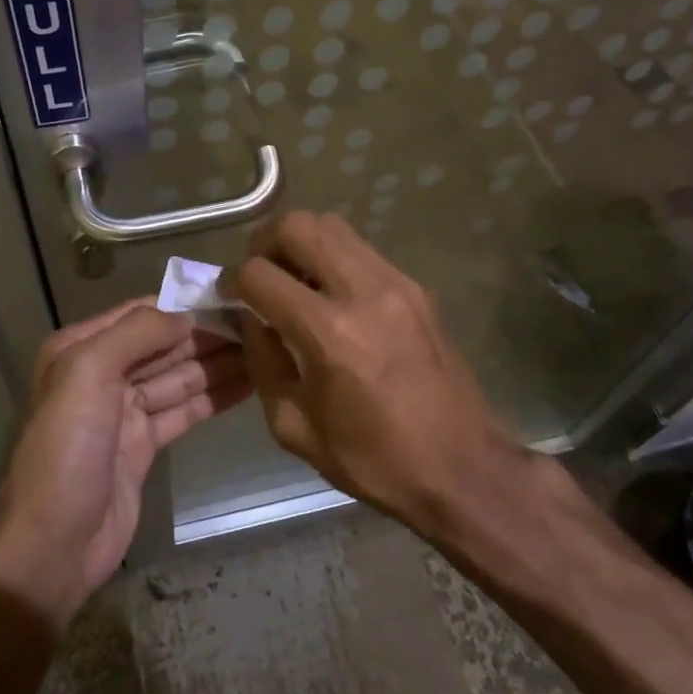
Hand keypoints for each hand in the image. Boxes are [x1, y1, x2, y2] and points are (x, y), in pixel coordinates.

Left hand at [0, 299, 246, 628]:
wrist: (50, 545)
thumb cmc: (65, 450)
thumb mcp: (87, 374)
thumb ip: (137, 334)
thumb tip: (187, 315)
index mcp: (81, 349)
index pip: (141, 314)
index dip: (185, 305)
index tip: (232, 298)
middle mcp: (101, 374)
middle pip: (164, 345)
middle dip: (208, 335)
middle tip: (260, 326)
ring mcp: (123, 412)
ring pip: (178, 378)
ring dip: (218, 364)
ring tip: (264, 351)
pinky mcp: (143, 446)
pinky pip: (183, 411)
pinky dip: (213, 397)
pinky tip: (247, 385)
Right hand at [230, 211, 528, 531]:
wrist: (462, 468)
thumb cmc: (373, 459)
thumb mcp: (294, 425)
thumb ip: (263, 361)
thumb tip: (252, 318)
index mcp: (329, 334)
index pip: (260, 274)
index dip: (233, 281)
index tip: (230, 296)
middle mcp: (364, 292)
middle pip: (299, 225)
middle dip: (265, 243)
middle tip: (261, 274)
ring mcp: (397, 283)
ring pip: (334, 225)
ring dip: (302, 243)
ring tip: (295, 280)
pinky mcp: (418, 288)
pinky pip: (362, 250)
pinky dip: (335, 259)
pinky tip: (333, 296)